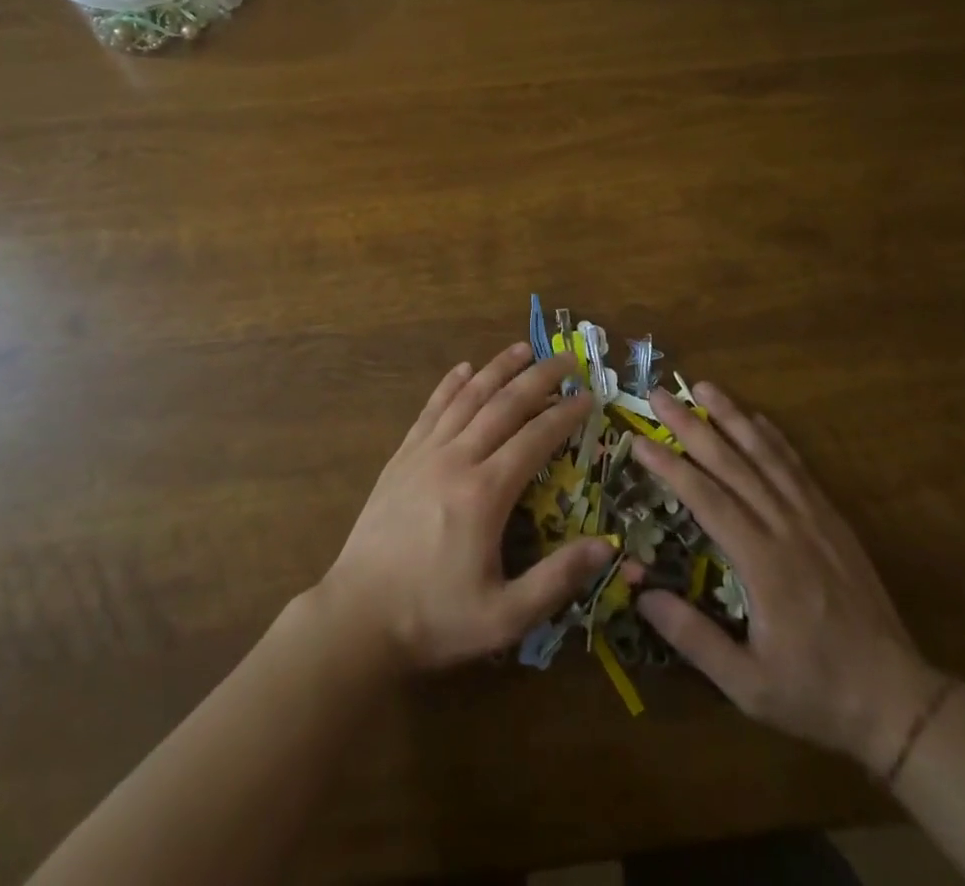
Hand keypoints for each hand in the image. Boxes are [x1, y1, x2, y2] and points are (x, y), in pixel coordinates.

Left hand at [314, 345, 617, 672]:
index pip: (535, 438)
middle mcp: (456, 459)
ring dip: (496, 369)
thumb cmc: (434, 617)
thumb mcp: (505, 616)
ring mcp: (424, 454)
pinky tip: (463, 369)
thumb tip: (606, 546)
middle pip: (503, 405)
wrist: (358, 617)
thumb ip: (557, 579)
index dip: (565, 415)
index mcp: (485, 493)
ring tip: (521, 348)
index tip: (589, 396)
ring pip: (467, 398)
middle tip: (564, 358)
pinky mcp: (401, 458)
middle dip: (538, 378)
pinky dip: (449, 385)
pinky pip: (430, 410)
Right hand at [630, 382, 946, 774]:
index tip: (639, 440)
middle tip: (659, 394)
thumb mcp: (748, 686)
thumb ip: (694, 639)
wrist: (897, 701)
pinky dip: (775, 439)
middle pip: (733, 464)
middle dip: (691, 426)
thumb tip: (640, 594)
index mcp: (763, 564)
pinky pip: (799, 469)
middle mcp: (787, 529)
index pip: (707, 499)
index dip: (670, 466)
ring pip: (767, 456)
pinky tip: (756, 418)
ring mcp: (814, 520)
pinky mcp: (833, 521)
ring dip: (732, 417)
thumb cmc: (815, 693)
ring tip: (703, 387)